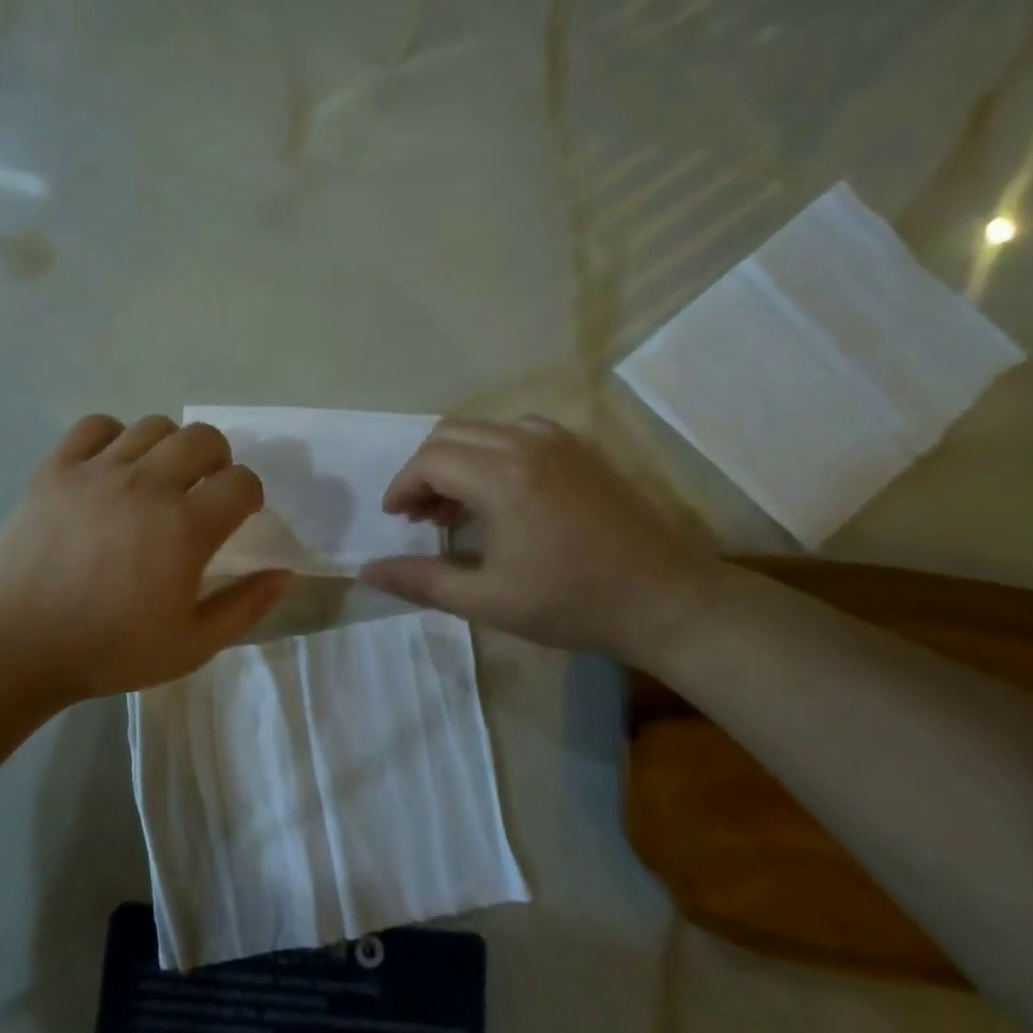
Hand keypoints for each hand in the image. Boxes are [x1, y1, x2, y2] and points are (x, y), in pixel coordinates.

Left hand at [0, 414, 292, 698]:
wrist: (18, 646)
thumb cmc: (110, 650)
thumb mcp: (192, 645)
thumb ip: (245, 607)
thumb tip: (285, 574)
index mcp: (185, 527)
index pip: (242, 481)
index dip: (249, 496)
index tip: (236, 516)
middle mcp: (147, 485)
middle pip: (204, 438)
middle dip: (217, 460)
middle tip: (202, 491)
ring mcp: (98, 471)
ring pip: (154, 426)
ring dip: (169, 447)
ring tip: (157, 478)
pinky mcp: (56, 468)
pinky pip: (97, 425)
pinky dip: (114, 437)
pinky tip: (111, 468)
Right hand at [359, 417, 719, 658]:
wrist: (665, 599)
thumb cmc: (572, 602)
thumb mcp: (488, 600)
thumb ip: (422, 581)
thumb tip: (367, 572)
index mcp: (501, 477)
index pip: (430, 461)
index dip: (403, 486)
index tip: (395, 518)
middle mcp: (525, 443)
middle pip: (450, 436)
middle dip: (425, 471)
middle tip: (421, 516)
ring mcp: (558, 441)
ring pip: (483, 430)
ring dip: (457, 459)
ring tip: (457, 506)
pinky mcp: (580, 448)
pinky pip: (517, 432)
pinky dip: (491, 453)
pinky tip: (501, 492)